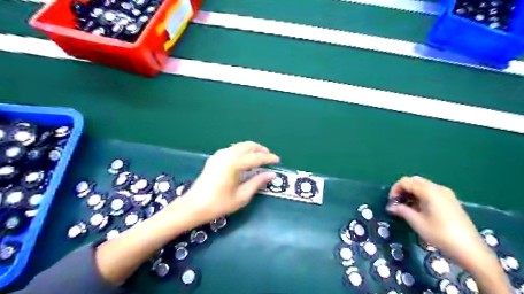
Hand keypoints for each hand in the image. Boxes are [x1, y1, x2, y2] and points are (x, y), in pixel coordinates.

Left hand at [177, 141, 277, 223]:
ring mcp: (219, 155)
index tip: (278, 160)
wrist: (193, 206)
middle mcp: (227, 154)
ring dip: (251, 149)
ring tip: (259, 157)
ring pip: (239, 146)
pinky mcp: (214, 158)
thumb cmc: (219, 204)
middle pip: (248, 146)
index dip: (268, 158)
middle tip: (269, 156)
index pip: (256, 157)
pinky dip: (241, 151)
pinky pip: (232, 149)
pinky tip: (244, 159)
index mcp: (234, 163)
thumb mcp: (242, 196)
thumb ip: (257, 182)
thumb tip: (271, 174)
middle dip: (260, 149)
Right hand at [384, 175, 511, 292]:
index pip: (405, 181)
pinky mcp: (451, 201)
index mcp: (429, 191)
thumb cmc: (440, 234)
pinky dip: (421, 196)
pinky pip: (431, 192)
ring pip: (423, 186)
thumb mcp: (416, 222)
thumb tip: (390, 207)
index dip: (395, 189)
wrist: (470, 249)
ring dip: (412, 193)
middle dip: (403, 190)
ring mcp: (446, 194)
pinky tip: (420, 209)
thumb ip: (402, 210)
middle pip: (414, 181)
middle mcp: (438, 188)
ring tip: (407, 207)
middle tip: (398, 203)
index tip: (392, 202)